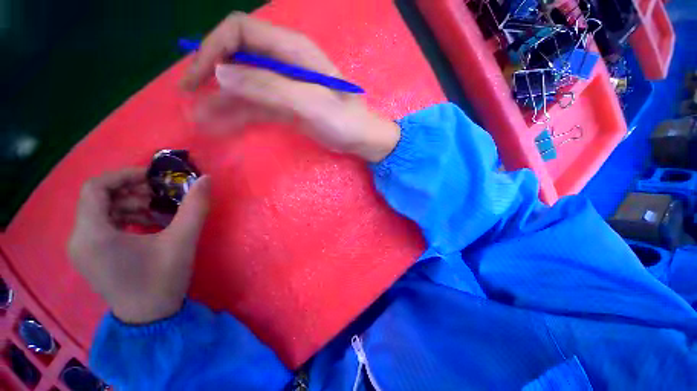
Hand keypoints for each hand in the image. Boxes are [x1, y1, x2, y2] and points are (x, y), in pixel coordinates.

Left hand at [68, 168, 210, 323]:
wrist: (149, 319)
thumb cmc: (162, 280)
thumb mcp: (182, 241)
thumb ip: (195, 207)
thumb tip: (206, 179)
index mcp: (93, 235)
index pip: (95, 188)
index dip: (124, 175)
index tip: (153, 178)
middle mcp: (78, 239)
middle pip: (97, 198)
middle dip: (131, 191)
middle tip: (160, 195)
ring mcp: (82, 249)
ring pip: (100, 211)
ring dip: (129, 204)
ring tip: (157, 211)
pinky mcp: (89, 256)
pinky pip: (102, 225)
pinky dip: (125, 218)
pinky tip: (148, 225)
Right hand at [180, 13, 399, 162]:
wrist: (360, 138)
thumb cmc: (344, 120)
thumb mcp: (310, 103)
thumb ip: (269, 86)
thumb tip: (222, 72)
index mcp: (291, 51)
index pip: (240, 32)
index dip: (213, 48)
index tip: (198, 76)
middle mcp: (283, 63)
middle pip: (237, 58)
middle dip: (211, 76)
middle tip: (191, 99)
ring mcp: (283, 87)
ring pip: (244, 87)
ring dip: (220, 102)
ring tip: (200, 120)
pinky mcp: (286, 106)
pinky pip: (256, 106)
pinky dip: (238, 115)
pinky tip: (222, 126)